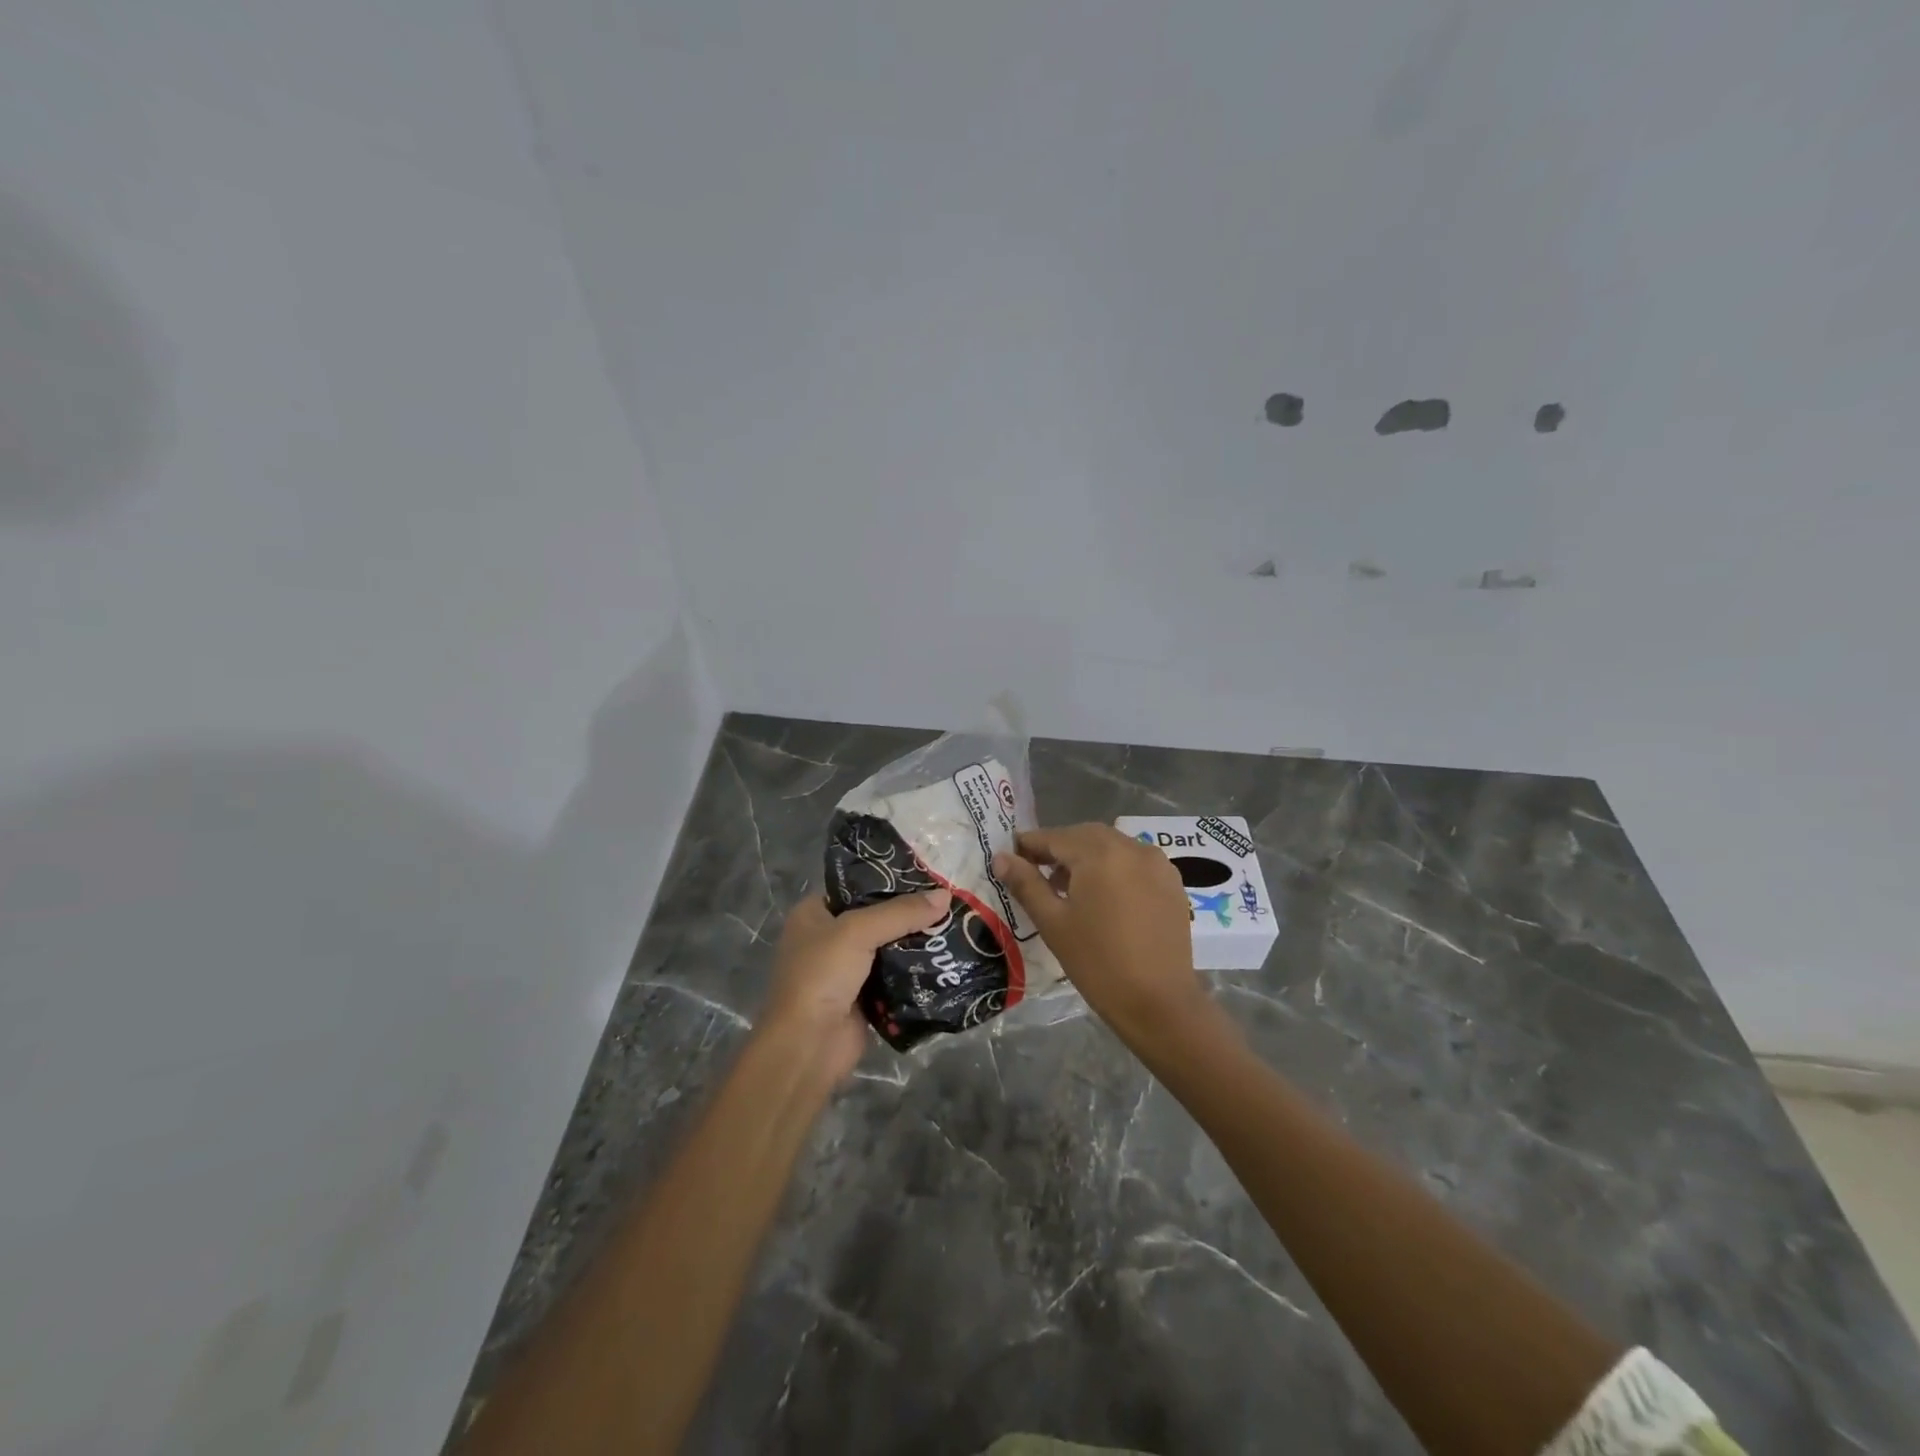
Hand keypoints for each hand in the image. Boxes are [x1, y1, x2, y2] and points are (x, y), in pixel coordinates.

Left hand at [759, 888, 951, 1081]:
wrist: (808, 1046)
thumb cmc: (821, 976)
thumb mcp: (858, 931)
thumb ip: (901, 912)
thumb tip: (945, 896)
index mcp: (813, 914)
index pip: (855, 885)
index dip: (888, 879)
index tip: (926, 873)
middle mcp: (827, 938)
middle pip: (876, 917)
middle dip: (909, 912)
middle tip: (948, 900)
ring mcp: (846, 970)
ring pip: (888, 947)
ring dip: (916, 942)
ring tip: (954, 924)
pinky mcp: (864, 998)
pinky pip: (895, 976)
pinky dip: (915, 970)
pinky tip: (945, 959)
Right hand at [993, 824, 1203, 1041]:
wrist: (1159, 1003)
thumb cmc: (1097, 963)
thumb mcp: (1053, 922)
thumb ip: (1026, 884)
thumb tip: (1001, 858)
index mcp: (1100, 853)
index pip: (1055, 837)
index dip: (1029, 845)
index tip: (1010, 857)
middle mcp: (1132, 847)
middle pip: (1085, 836)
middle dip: (1059, 848)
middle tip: (1035, 870)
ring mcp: (1157, 863)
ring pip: (1112, 847)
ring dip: (1086, 857)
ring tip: (1067, 887)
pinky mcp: (1172, 883)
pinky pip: (1134, 862)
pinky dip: (1113, 868)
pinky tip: (1102, 896)